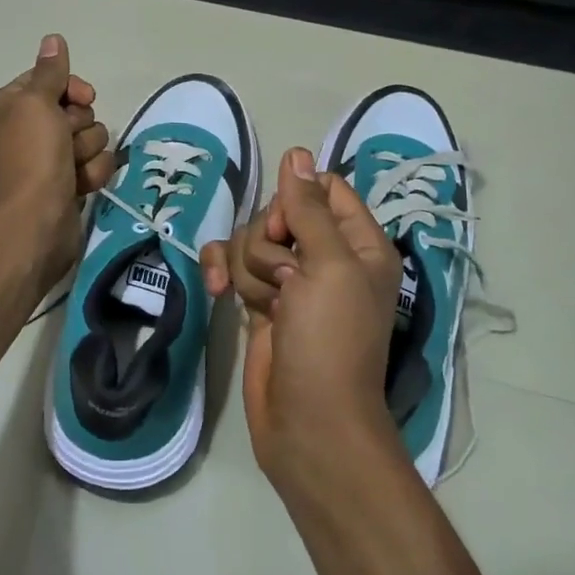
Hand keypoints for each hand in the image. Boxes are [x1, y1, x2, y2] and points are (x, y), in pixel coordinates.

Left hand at [0, 35, 115, 293]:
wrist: (33, 225)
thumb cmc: (30, 158)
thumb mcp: (36, 104)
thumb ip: (49, 72)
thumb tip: (53, 39)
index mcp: (4, 108)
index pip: (47, 81)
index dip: (69, 89)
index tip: (83, 98)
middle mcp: (21, 132)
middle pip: (72, 110)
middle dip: (79, 125)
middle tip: (66, 141)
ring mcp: (44, 161)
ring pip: (89, 137)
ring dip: (87, 151)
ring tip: (72, 169)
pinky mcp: (64, 185)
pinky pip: (92, 165)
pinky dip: (91, 174)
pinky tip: (81, 187)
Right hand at [203, 148, 405, 492]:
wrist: (308, 421)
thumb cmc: (330, 340)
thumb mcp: (328, 266)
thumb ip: (308, 207)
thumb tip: (297, 153)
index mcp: (358, 243)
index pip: (323, 188)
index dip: (296, 200)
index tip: (288, 231)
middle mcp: (326, 256)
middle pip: (279, 214)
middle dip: (269, 244)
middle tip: (286, 282)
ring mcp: (291, 281)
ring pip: (251, 240)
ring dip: (249, 269)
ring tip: (267, 307)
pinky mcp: (260, 302)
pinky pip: (232, 265)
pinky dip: (222, 272)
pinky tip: (216, 290)